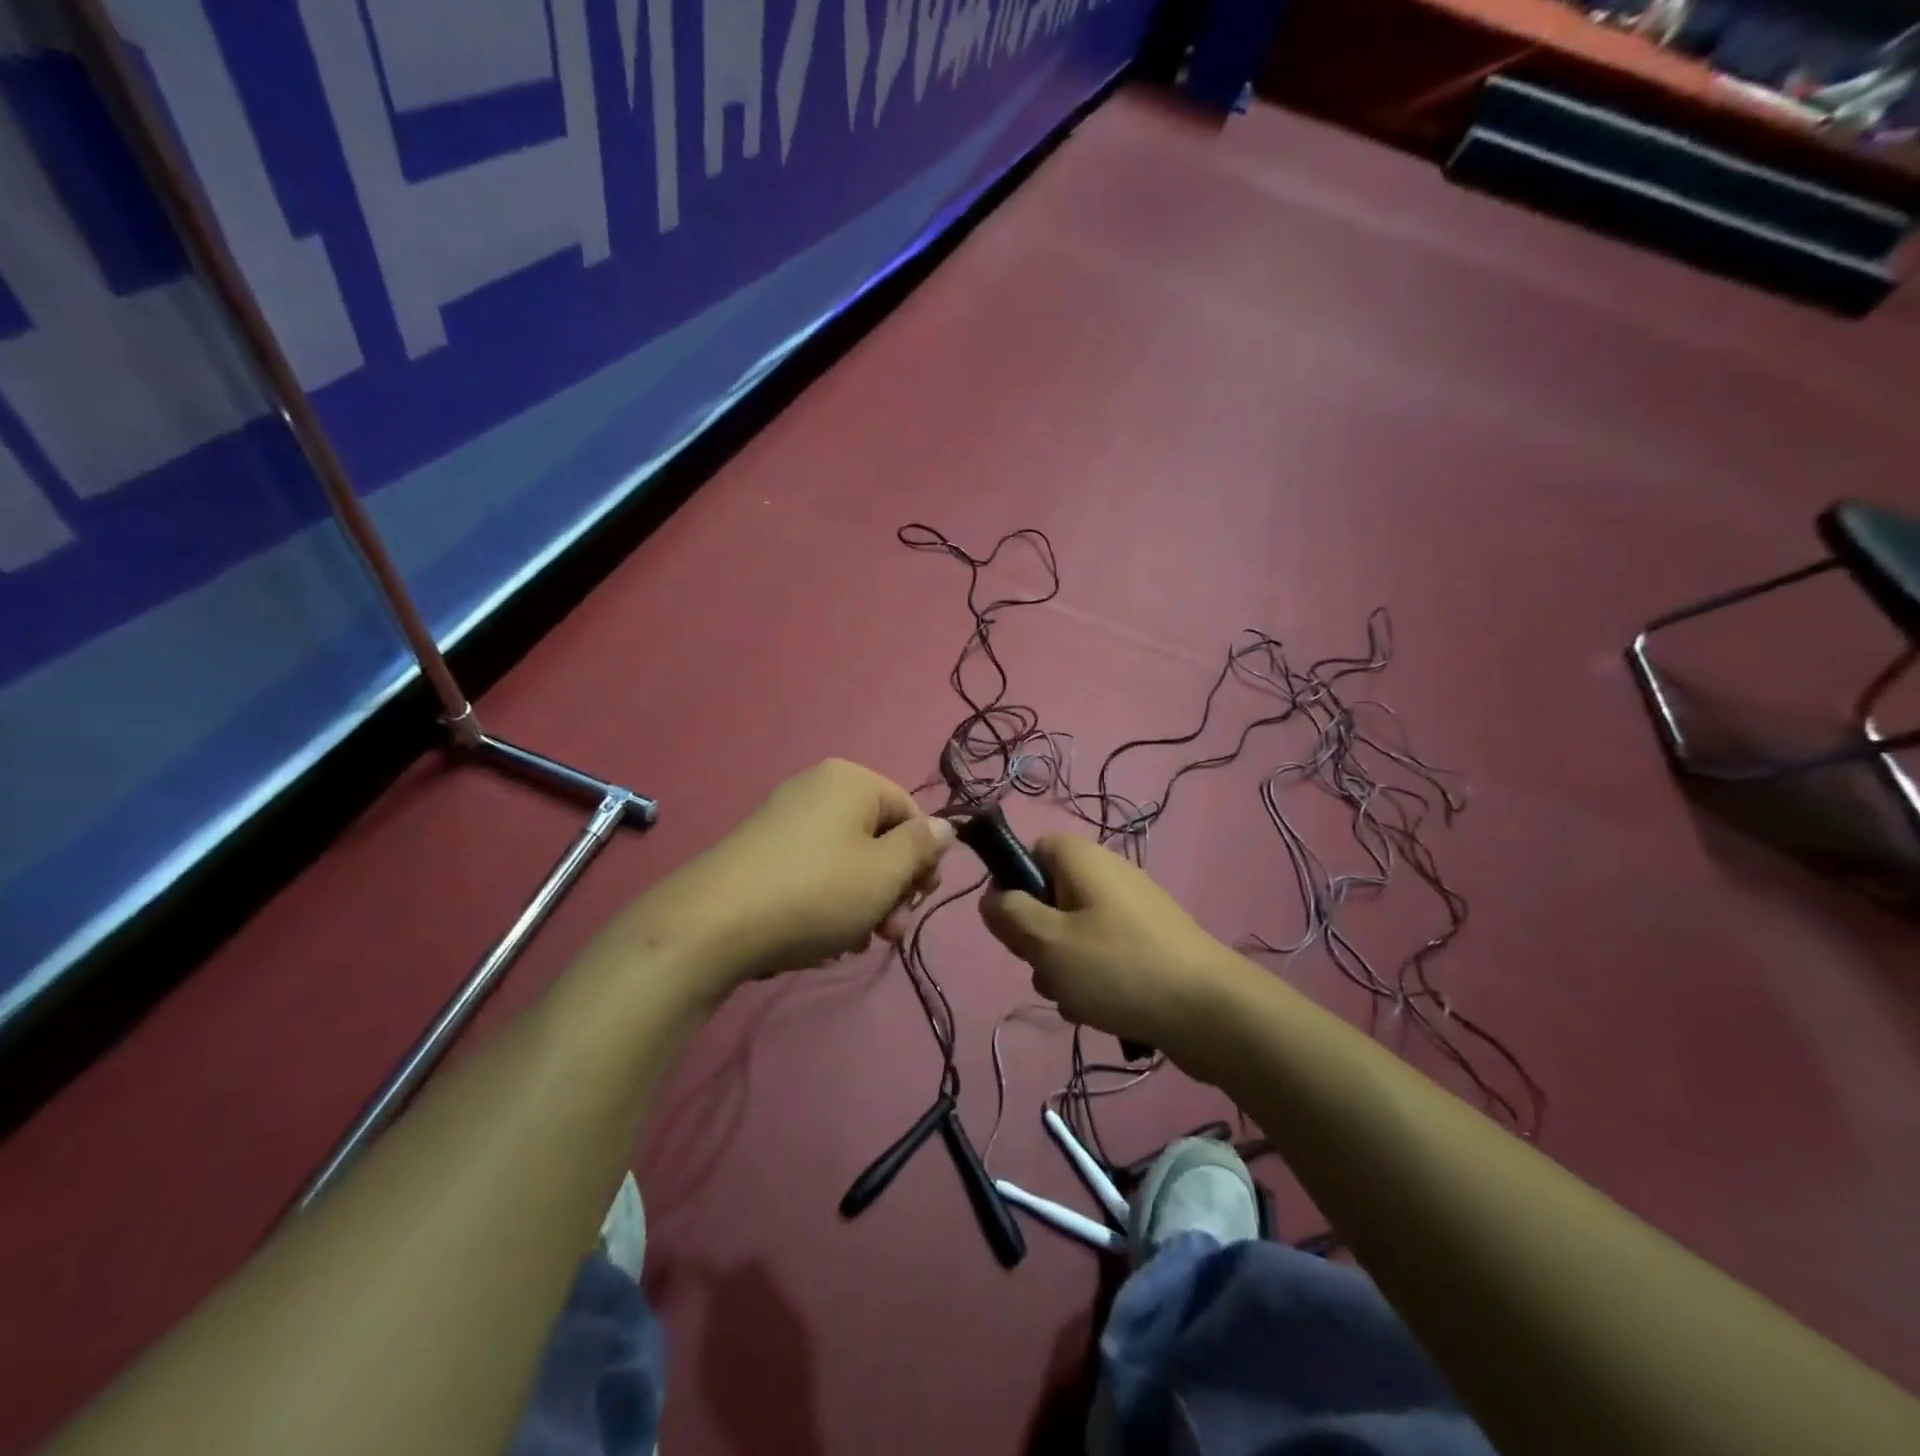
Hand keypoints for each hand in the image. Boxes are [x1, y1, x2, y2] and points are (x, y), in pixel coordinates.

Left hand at [636, 759, 954, 989]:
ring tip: (852, 943)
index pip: (911, 812)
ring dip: (861, 903)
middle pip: (878, 837)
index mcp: (852, 781)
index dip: (923, 859)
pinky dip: (826, 902)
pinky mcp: (760, 851)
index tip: (918, 901)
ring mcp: (784, 818)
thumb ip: (922, 846)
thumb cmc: (817, 891)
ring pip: (846, 860)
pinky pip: (812, 871)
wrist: (712, 924)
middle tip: (888, 933)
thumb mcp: (886, 872)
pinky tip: (820, 940)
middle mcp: (818, 788)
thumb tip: (945, 827)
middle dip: (891, 888)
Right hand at [979, 835, 1244, 1058]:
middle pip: (1050, 897)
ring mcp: (1133, 909)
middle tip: (1046, 968)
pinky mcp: (1150, 943)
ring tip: (1077, 998)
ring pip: (1074, 932)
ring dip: (1064, 967)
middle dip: (1039, 938)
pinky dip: (1095, 980)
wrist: (1211, 1012)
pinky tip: (1102, 1010)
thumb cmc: (1119, 968)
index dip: (1014, 886)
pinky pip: (1104, 954)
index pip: (1030, 851)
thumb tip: (991, 898)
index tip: (1016, 925)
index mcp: (1082, 858)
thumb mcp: (1047, 942)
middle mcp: (1108, 874)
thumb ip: (1009, 915)